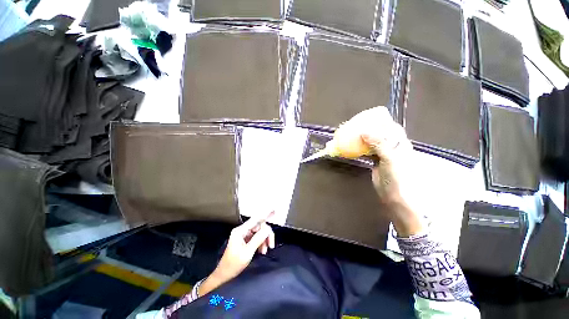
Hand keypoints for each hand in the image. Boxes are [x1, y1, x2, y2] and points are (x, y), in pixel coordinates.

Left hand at [199, 213, 274, 295]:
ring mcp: (243, 235)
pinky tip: (262, 250)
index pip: (255, 219)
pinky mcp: (245, 240)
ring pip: (259, 232)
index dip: (265, 214)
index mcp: (240, 231)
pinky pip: (256, 237)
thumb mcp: (248, 252)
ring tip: (265, 251)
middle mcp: (242, 230)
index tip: (273, 209)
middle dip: (266, 235)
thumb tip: (268, 229)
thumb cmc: (234, 264)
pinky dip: (261, 243)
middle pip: (259, 227)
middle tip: (271, 245)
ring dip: (264, 240)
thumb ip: (258, 239)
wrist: (224, 275)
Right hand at [358, 107, 422, 236]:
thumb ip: (379, 144)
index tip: (367, 117)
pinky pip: (367, 151)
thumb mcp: (390, 158)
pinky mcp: (376, 162)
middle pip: (380, 133)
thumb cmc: (398, 177)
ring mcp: (383, 154)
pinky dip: (360, 148)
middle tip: (355, 126)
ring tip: (351, 135)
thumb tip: (364, 131)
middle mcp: (392, 146)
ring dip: (363, 138)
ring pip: (372, 142)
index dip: (381, 120)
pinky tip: (352, 147)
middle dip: (368, 129)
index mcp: (400, 143)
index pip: (391, 127)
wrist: (395, 196)